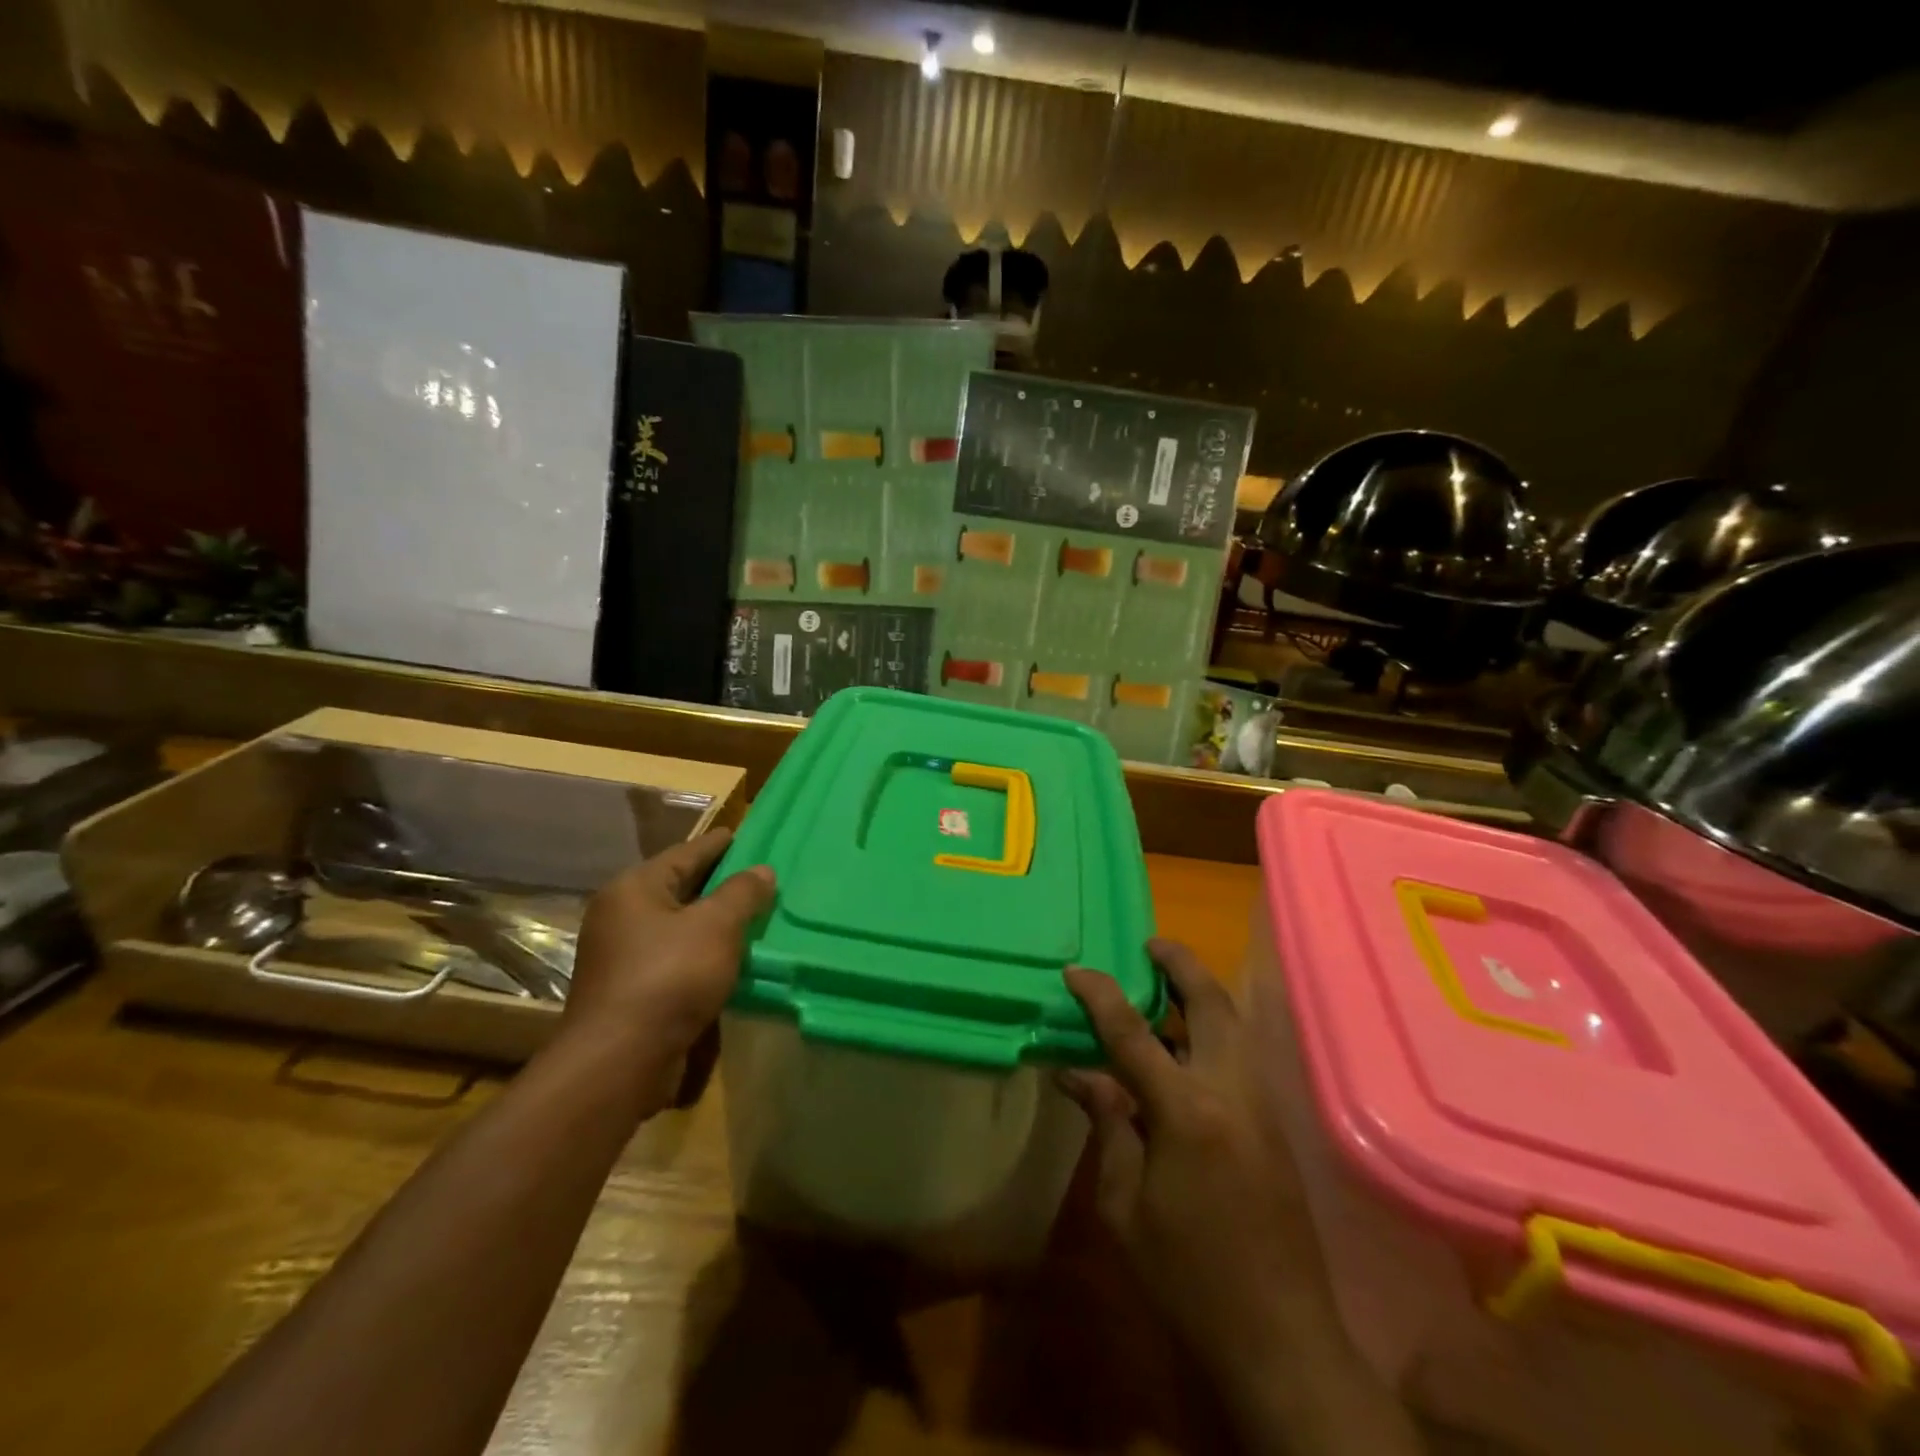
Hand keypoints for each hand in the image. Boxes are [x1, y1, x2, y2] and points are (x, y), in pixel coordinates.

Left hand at [562, 828, 774, 1074]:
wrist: (619, 1060)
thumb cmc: (669, 977)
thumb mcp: (716, 926)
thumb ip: (742, 893)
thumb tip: (762, 870)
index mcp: (634, 889)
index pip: (686, 853)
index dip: (718, 844)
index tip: (744, 836)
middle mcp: (621, 916)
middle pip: (680, 889)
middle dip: (719, 885)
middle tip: (758, 878)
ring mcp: (622, 956)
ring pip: (678, 927)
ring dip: (712, 923)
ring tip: (752, 918)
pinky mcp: (630, 992)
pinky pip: (675, 959)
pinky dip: (702, 954)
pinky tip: (731, 960)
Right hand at [1059, 939, 1331, 1377]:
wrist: (1282, 1340)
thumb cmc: (1187, 1278)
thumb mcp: (1125, 1205)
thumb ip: (1109, 1125)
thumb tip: (1079, 1074)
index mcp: (1188, 1111)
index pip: (1134, 1033)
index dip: (1101, 996)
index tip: (1076, 970)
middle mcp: (1232, 1092)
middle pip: (1212, 1004)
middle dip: (1182, 965)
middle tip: (1151, 945)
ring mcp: (1261, 1107)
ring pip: (1234, 1025)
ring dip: (1201, 994)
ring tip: (1164, 983)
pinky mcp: (1275, 1126)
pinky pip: (1240, 1055)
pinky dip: (1211, 1031)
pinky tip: (1183, 1044)